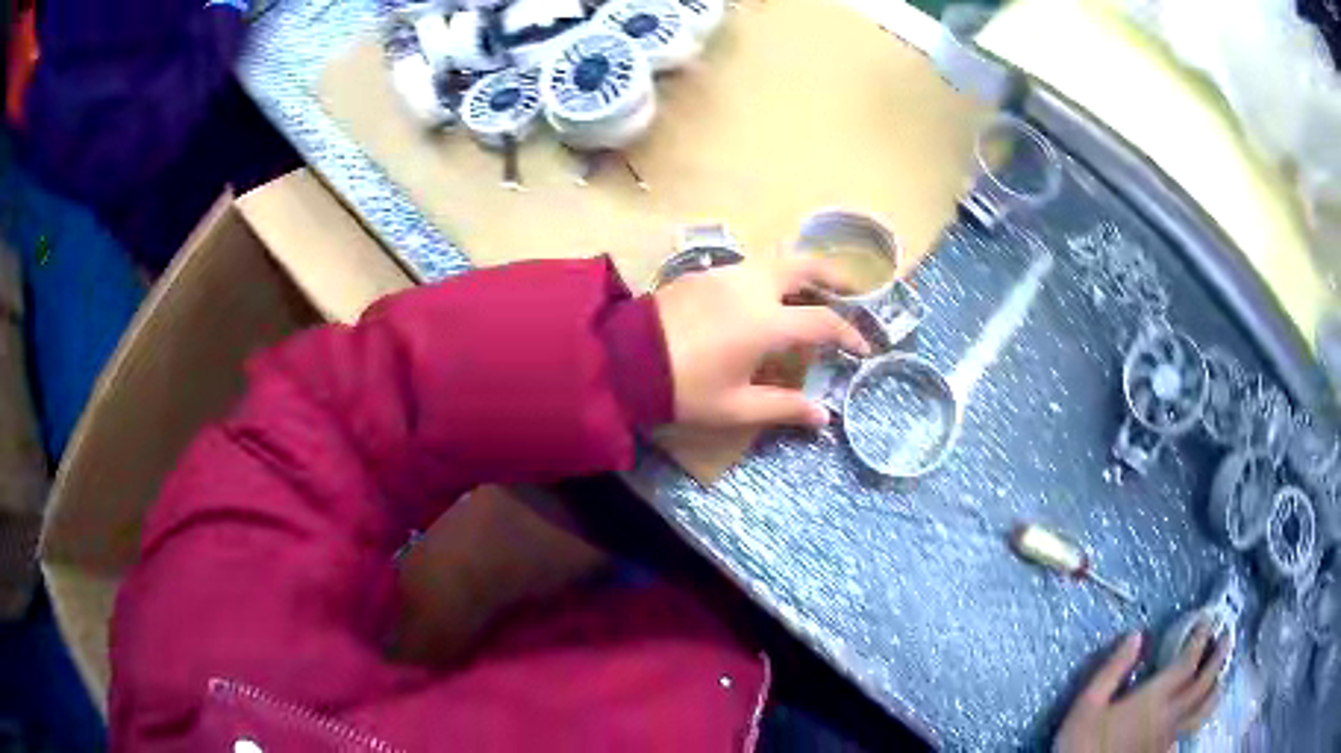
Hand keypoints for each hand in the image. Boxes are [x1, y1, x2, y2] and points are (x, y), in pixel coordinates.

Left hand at [653, 257, 869, 428]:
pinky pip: (750, 268)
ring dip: (801, 274)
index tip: (863, 347)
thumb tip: (823, 416)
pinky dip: (770, 277)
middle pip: (806, 267)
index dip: (849, 334)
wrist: (624, 360)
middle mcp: (753, 287)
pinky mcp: (704, 272)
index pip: (824, 322)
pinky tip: (764, 299)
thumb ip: (784, 407)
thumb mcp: (736, 406)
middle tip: (852, 291)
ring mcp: (727, 274)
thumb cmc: (684, 388)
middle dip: (835, 276)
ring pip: (776, 262)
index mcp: (767, 322)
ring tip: (811, 295)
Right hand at [1056, 626, 1229, 752]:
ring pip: (1203, 709)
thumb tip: (1137, 635)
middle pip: (1204, 683)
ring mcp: (1169, 736)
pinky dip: (1201, 715)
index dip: (1201, 637)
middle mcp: (1170, 715)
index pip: (1188, 661)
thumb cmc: (1083, 743)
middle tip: (1228, 636)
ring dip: (1217, 686)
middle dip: (1219, 656)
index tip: (1207, 619)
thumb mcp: (1087, 705)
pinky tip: (1199, 713)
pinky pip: (1191, 730)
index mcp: (1154, 698)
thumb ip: (1113, 670)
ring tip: (1222, 673)